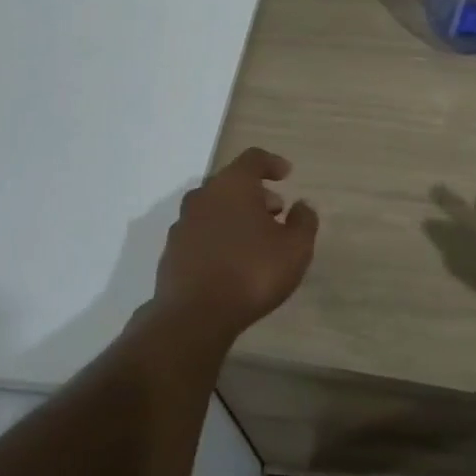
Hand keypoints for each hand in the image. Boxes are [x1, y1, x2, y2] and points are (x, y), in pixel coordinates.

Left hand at [152, 148, 319, 343]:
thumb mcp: (295, 248)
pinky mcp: (171, 252)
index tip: (287, 174)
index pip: (253, 158)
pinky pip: (200, 233)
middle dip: (255, 193)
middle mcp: (203, 197)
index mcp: (232, 185)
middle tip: (276, 211)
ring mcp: (182, 224)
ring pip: (213, 208)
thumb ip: (304, 221)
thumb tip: (302, 206)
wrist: (193, 316)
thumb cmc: (252, 272)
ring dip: (235, 215)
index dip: (272, 163)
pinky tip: (232, 260)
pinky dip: (218, 237)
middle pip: (231, 183)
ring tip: (256, 239)